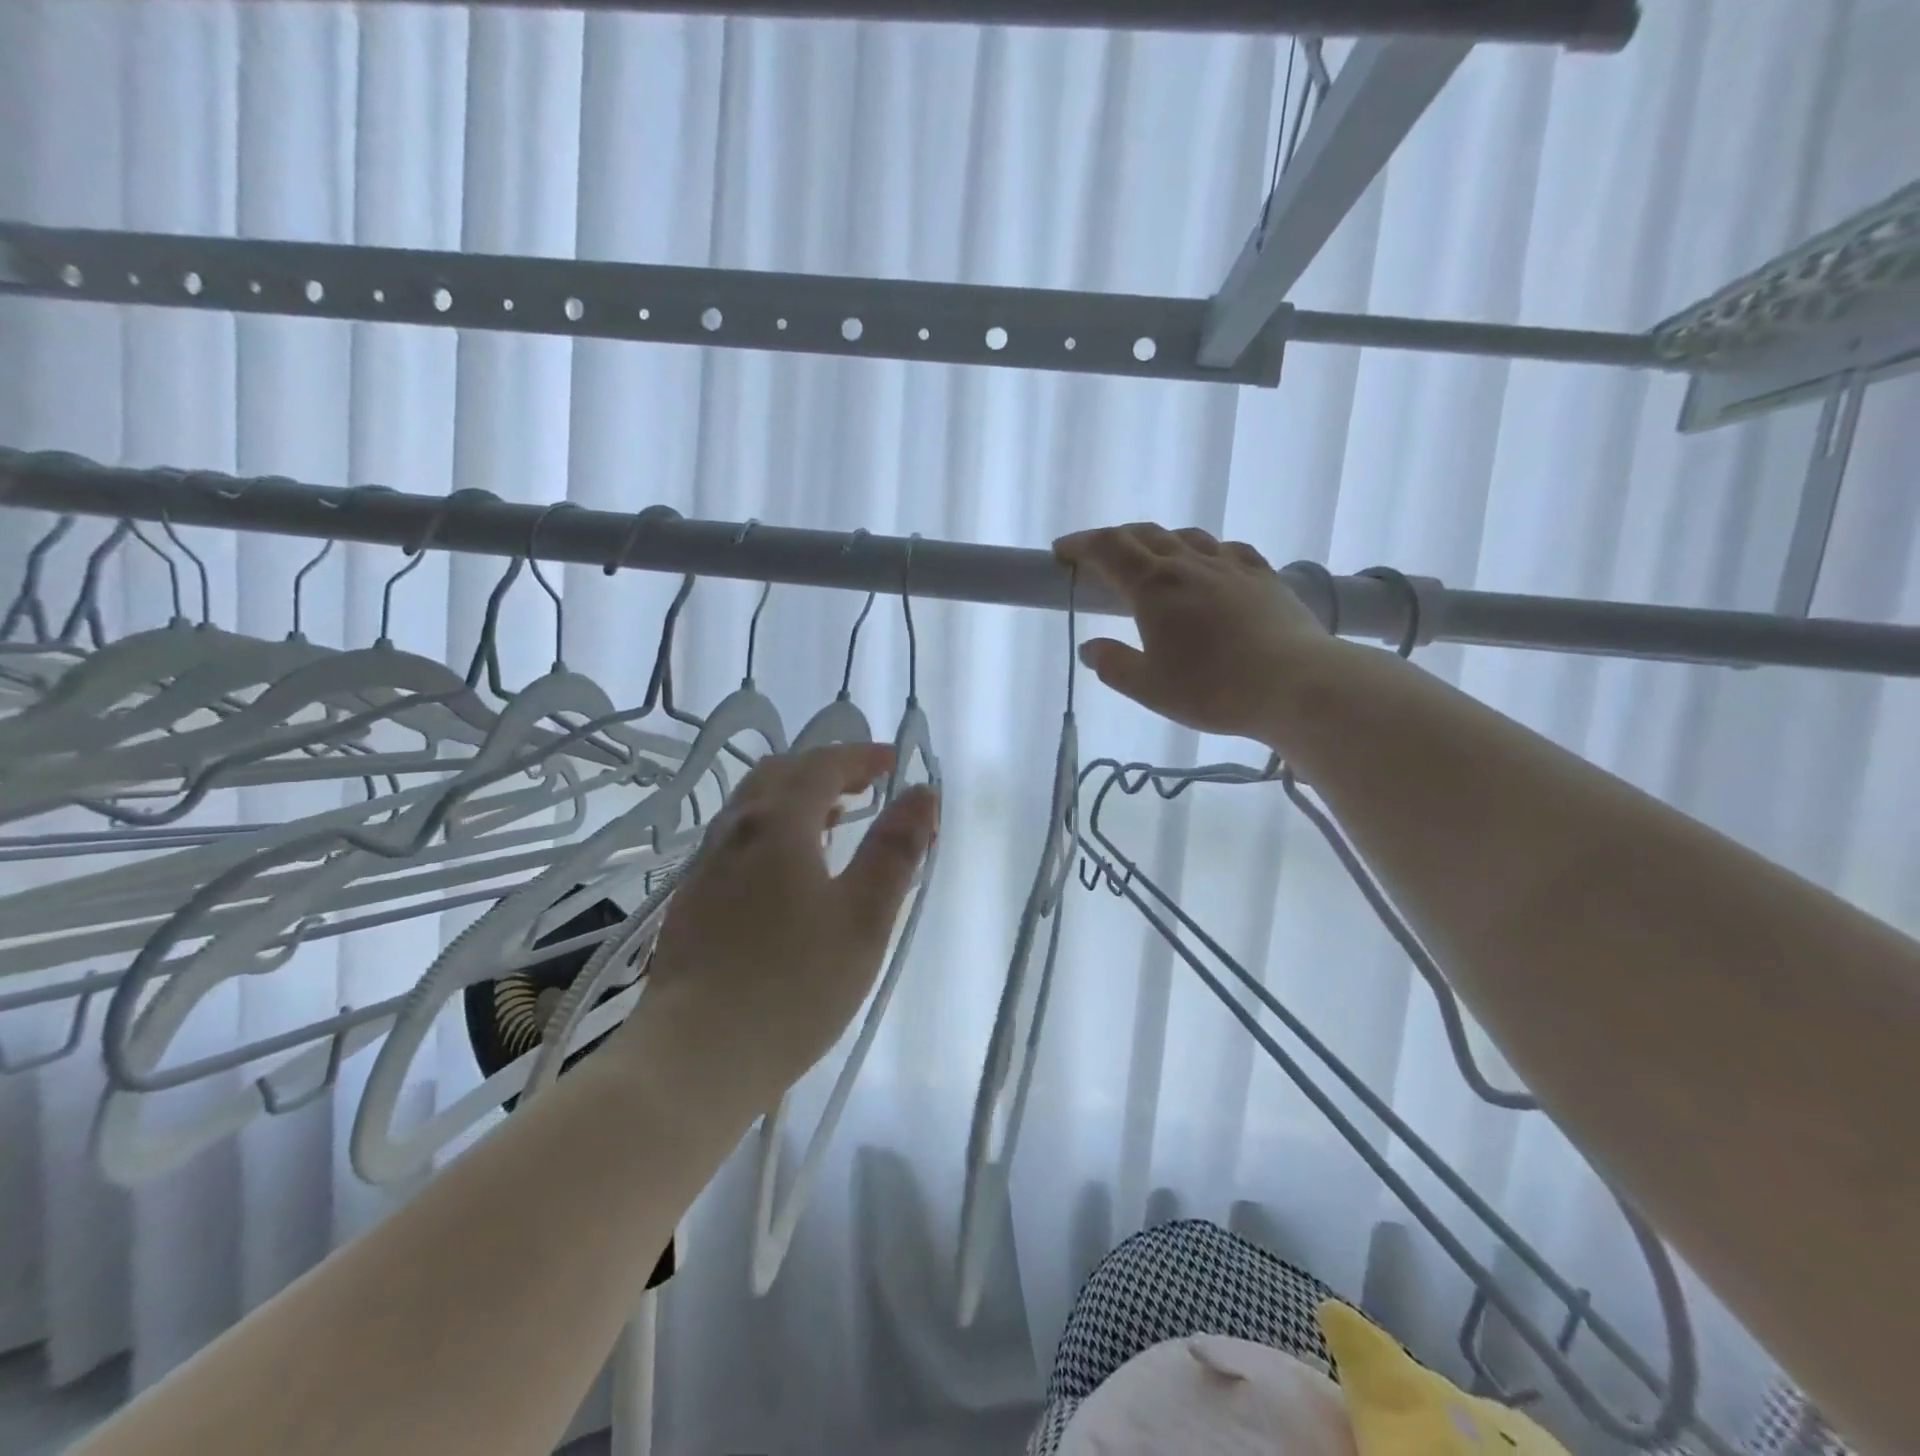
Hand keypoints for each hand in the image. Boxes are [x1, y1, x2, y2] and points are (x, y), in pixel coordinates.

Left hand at [632, 743, 938, 1111]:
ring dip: (796, 799)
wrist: (693, 1059)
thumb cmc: (793, 986)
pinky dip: (772, 830)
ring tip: (833, 821)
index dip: (859, 757)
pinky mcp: (690, 902)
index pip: (821, 766)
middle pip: (779, 776)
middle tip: (864, 786)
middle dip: (825, 770)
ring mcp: (704, 867)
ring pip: (752, 808)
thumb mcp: (864, 918)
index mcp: (777, 824)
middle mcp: (733, 832)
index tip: (892, 761)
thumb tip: (922, 794)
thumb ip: (895, 850)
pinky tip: (789, 872)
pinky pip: (736, 840)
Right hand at [1054, 523, 1337, 741]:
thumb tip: (1090, 648)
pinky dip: (1203, 550)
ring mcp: (1230, 566)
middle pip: (1144, 535)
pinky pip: (1226, 550)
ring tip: (1149, 558)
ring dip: (1158, 540)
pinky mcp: (1263, 577)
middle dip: (1113, 540)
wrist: (1295, 684)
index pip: (1108, 549)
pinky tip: (1208, 563)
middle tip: (1097, 557)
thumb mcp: (1149, 688)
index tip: (1060, 552)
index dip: (1080, 545)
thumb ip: (1114, 665)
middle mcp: (1189, 564)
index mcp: (1154, 587)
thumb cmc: (1213, 688)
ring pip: (1186, 537)